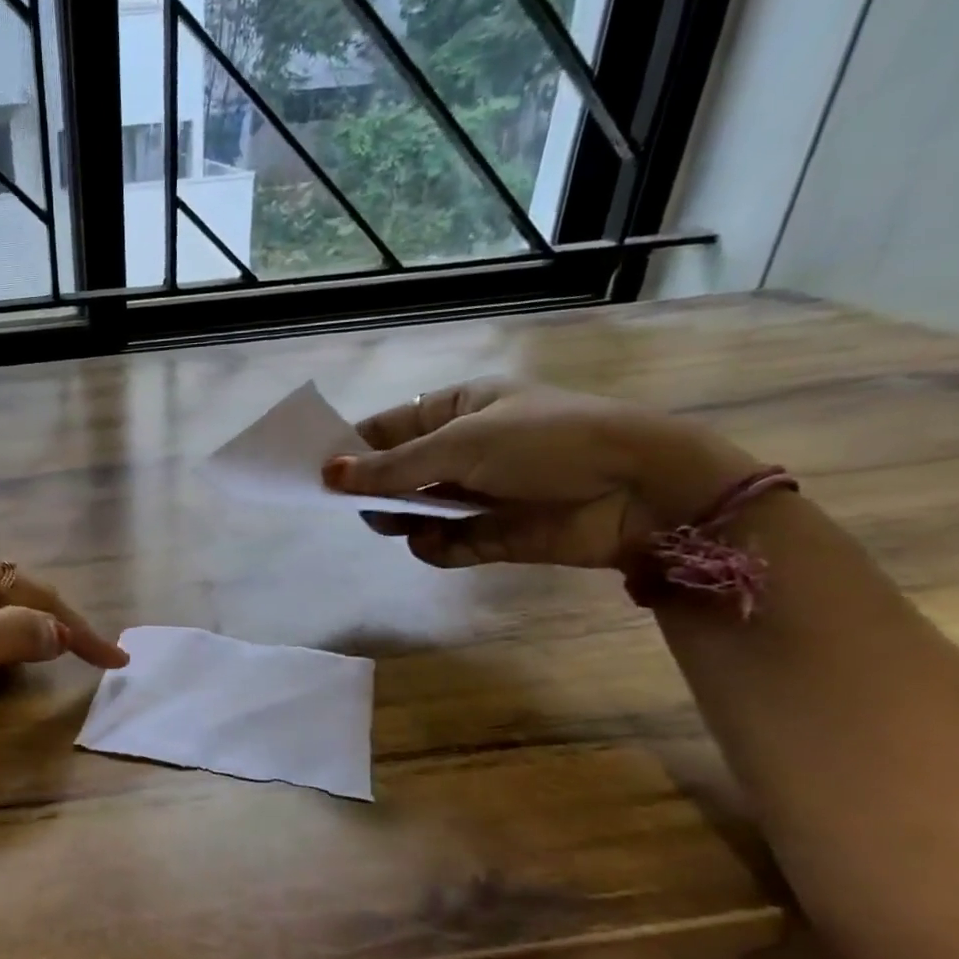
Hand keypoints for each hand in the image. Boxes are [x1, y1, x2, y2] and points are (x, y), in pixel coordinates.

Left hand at [0, 547, 128, 736]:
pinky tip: (2, 655)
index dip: (77, 627)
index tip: (114, 659)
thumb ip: (7, 636)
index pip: (34, 593)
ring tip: (58, 655)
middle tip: (89, 658)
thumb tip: (59, 633)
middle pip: (18, 593)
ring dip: (28, 630)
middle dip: (56, 625)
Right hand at [322, 380, 762, 568]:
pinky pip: (444, 545)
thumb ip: (392, 466)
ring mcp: (477, 494)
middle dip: (374, 490)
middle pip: (396, 474)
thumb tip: (328, 474)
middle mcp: (463, 451)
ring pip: (414, 512)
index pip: (388, 428)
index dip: (353, 449)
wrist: (640, 490)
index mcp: (458, 410)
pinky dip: (434, 547)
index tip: (318, 473)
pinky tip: (436, 543)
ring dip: (400, 519)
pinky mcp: (493, 535)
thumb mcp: (462, 443)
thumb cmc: (548, 442)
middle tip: (358, 504)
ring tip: (398, 522)